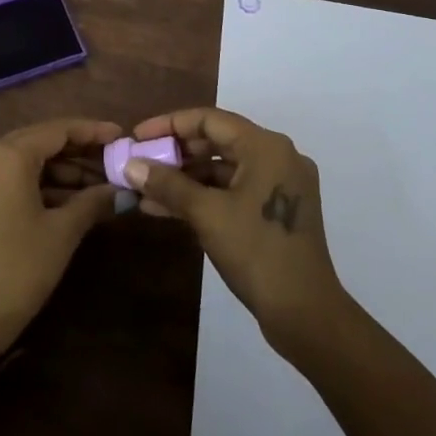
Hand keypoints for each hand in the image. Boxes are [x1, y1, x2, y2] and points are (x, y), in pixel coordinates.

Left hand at [0, 118, 123, 375]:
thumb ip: (93, 201)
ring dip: (61, 171)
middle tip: (114, 160)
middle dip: (79, 151)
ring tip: (100, 184)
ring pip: (26, 161)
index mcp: (7, 155)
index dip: (92, 132)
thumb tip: (122, 189)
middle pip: (40, 141)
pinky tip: (71, 199)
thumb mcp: (62, 233)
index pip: (57, 130)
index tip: (122, 135)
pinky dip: (40, 184)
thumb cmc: (16, 271)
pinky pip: (11, 178)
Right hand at [126, 108, 347, 357]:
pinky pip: (233, 190)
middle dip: (175, 153)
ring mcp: (279, 184)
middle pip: (217, 141)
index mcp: (266, 146)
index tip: (137, 137)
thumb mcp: (207, 214)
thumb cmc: (257, 253)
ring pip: (223, 169)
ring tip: (145, 190)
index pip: (209, 120)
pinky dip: (203, 196)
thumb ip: (167, 185)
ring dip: (185, 178)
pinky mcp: (276, 210)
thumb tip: (130, 165)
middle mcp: (277, 156)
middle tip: (141, 163)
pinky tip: (166, 209)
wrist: (306, 315)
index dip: (169, 125)